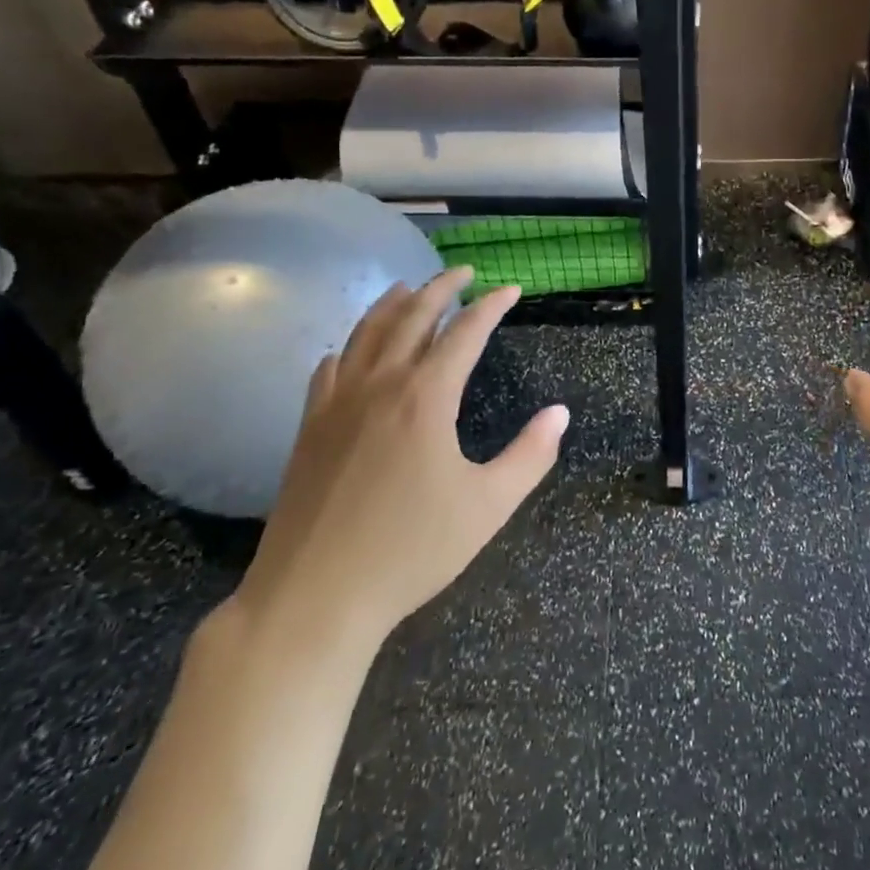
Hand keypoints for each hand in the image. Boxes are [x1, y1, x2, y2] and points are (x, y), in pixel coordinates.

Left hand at [230, 269, 566, 665]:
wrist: (313, 597)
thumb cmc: (410, 550)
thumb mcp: (489, 505)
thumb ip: (531, 455)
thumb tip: (560, 413)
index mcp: (426, 397)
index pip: (465, 331)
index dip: (491, 305)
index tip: (511, 289)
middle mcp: (380, 385)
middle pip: (412, 316)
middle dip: (441, 287)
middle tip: (464, 272)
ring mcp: (338, 404)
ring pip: (366, 333)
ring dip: (393, 304)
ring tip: (410, 287)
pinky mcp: (309, 428)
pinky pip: (330, 368)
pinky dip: (350, 346)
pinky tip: (352, 349)